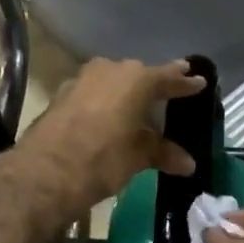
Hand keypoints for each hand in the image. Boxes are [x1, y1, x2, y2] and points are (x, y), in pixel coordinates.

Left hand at [17, 58, 205, 213]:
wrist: (44, 172)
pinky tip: (109, 117)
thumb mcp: (137, 157)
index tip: (198, 81)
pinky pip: (93, 93)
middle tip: (170, 92)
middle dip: (154, 85)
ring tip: (139, 108)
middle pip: (138, 75)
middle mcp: (109, 70)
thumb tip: (188, 163)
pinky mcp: (61, 95)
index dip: (184, 82)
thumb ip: (162, 153)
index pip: (167, 77)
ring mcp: (81, 80)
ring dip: (126, 93)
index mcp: (135, 79)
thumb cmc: (102, 159)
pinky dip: (105, 102)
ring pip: (113, 82)